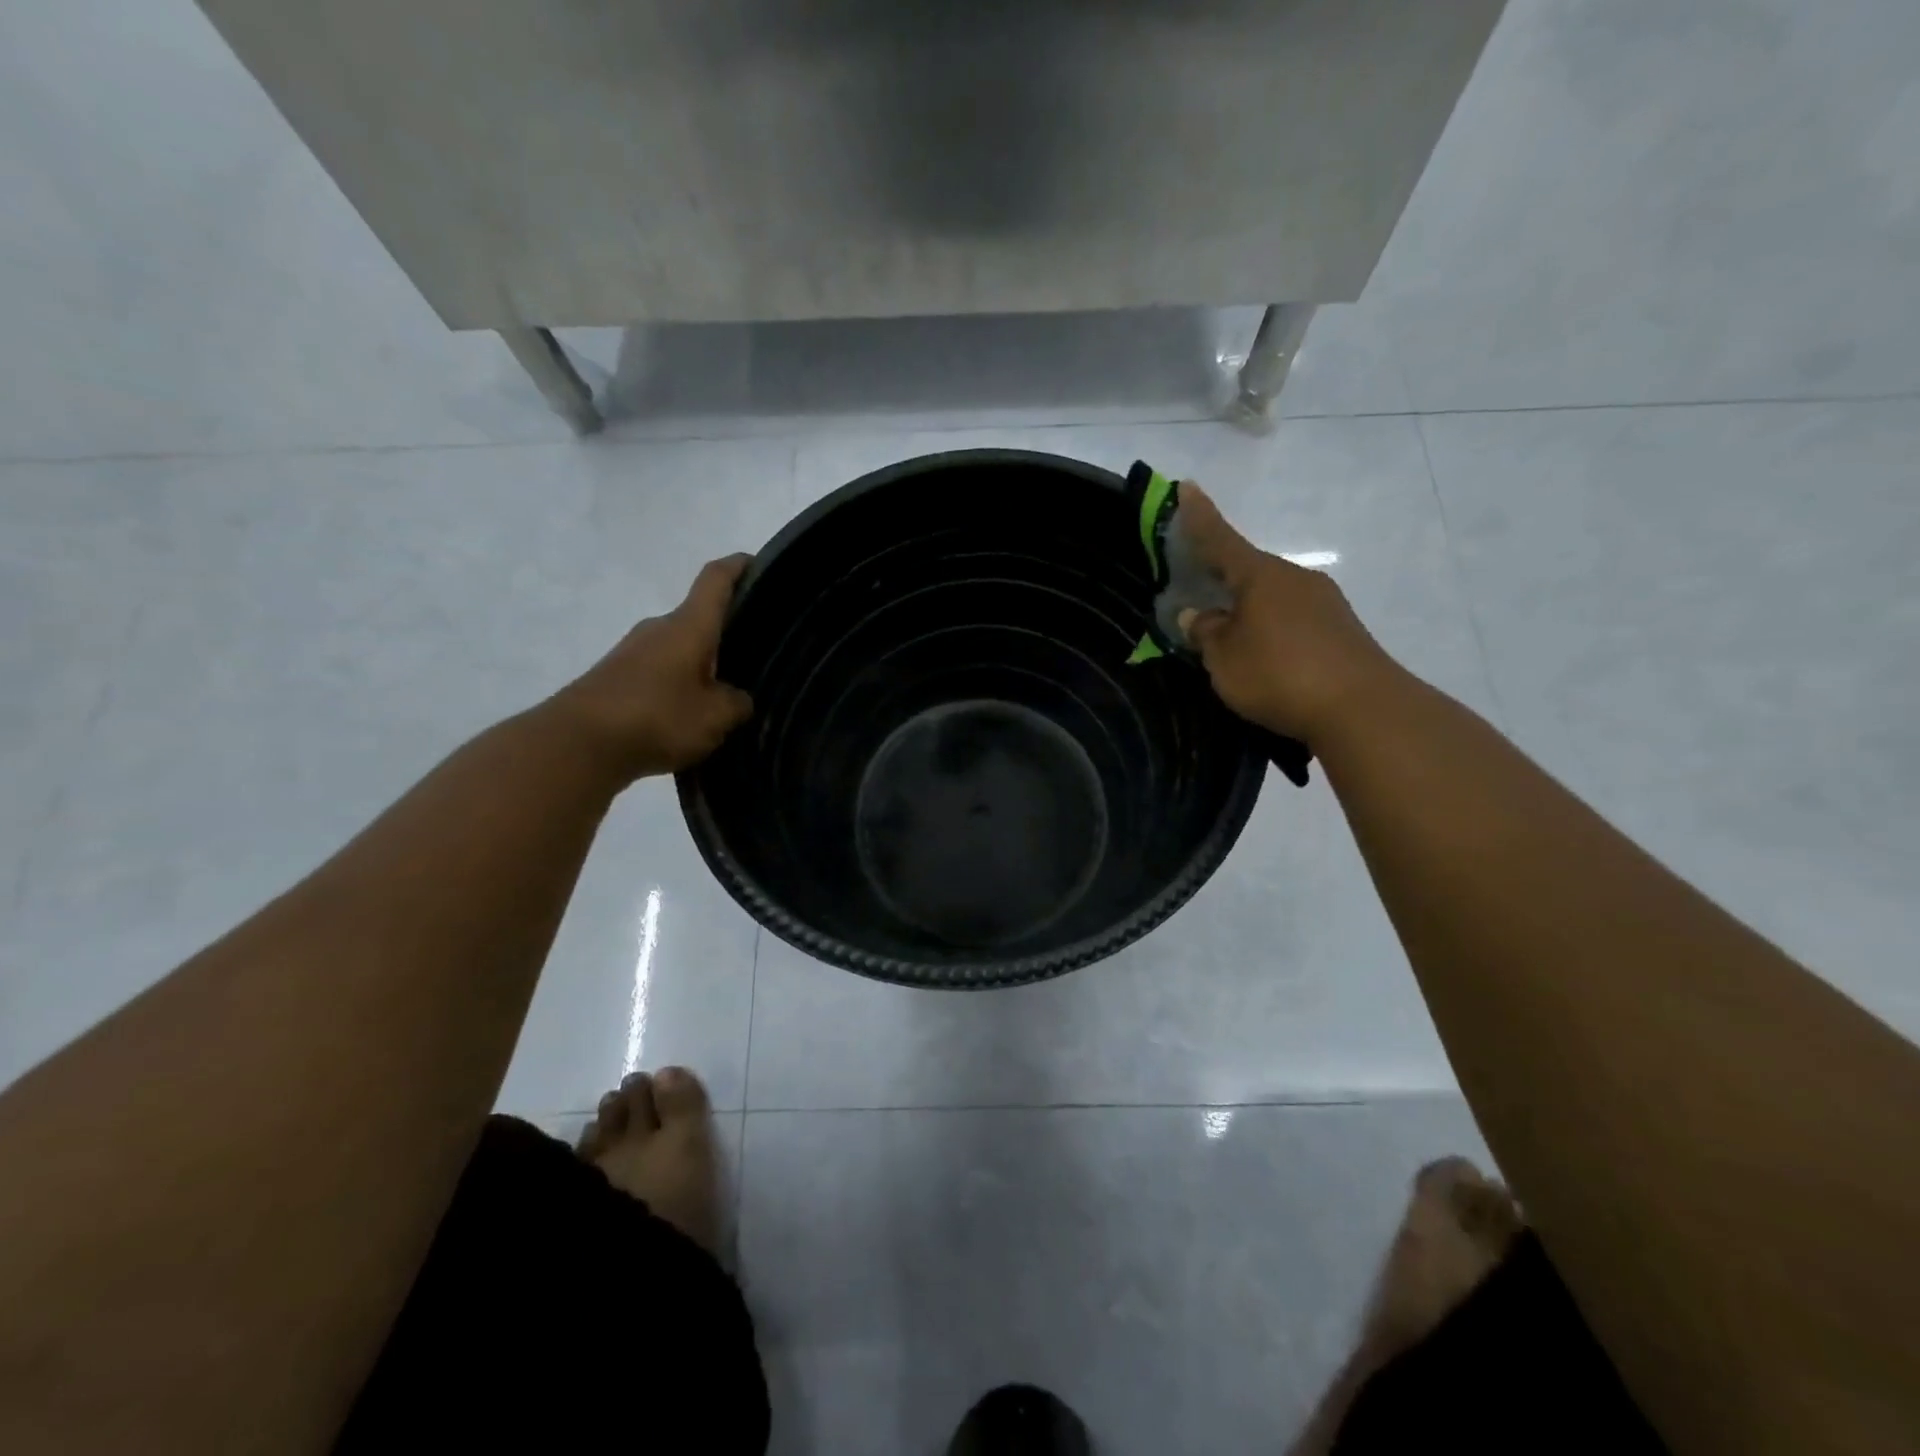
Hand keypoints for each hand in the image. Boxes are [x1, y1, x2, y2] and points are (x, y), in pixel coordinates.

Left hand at [551, 555, 754, 780]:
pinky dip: (678, 685)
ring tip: (725, 694)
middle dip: (725, 633)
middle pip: (698, 618)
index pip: (716, 580)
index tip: (758, 564)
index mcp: (688, 626)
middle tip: (755, 655)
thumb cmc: (657, 717)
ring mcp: (632, 652)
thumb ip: (736, 703)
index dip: (738, 566)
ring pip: (679, 648)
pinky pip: (659, 672)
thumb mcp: (715, 717)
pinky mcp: (616, 678)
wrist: (576, 744)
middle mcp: (659, 628)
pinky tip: (689, 714)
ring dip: (701, 664)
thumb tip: (737, 698)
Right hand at [1174, 484, 1398, 745]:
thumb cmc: (1280, 675)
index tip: (1186, 486)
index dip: (1199, 517)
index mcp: (1261, 576)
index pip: (1221, 539)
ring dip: (1247, 608)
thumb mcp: (1225, 659)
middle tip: (1195, 592)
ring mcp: (1323, 601)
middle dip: (1221, 578)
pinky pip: (1292, 617)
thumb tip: (1197, 615)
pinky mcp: (1340, 628)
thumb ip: (1206, 633)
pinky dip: (1271, 626)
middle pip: (1248, 570)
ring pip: (1272, 596)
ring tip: (1228, 636)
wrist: (1362, 708)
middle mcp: (1294, 578)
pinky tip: (1264, 653)